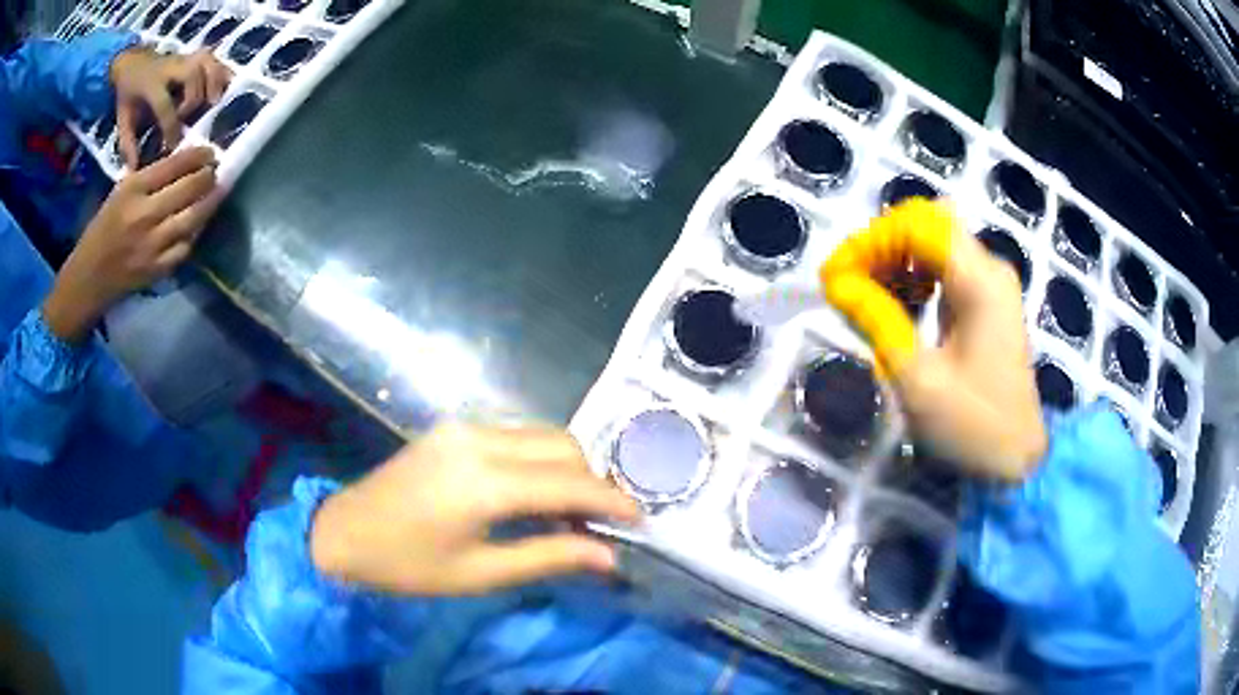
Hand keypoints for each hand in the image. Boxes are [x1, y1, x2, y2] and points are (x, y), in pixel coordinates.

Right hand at [42, 147, 221, 341]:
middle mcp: (144, 214)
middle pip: (189, 188)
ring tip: (217, 191)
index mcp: (133, 189)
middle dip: (208, 176)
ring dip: (210, 202)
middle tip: (216, 171)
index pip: (175, 164)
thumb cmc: (102, 229)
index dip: (199, 155)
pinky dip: (195, 233)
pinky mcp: (156, 270)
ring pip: (193, 218)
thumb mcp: (121, 192)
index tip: (211, 152)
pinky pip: (185, 247)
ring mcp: (152, 244)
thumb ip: (150, 178)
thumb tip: (185, 162)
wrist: (87, 280)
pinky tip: (199, 224)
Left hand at [110, 47, 231, 167]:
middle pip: (193, 77)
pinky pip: (216, 61)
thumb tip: (134, 170)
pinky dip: (223, 74)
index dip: (170, 127)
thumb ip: (128, 143)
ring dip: (214, 85)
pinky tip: (225, 90)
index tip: (173, 146)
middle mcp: (173, 67)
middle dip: (195, 100)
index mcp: (152, 83)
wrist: (134, 62)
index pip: (165, 104)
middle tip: (191, 119)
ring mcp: (187, 58)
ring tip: (214, 105)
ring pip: (208, 65)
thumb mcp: (123, 118)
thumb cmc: (129, 94)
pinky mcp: (197, 56)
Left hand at [310, 424, 640, 595]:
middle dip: (591, 482)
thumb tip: (609, 557)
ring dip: (566, 468)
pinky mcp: (453, 428)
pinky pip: (515, 435)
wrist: (343, 533)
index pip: (570, 482)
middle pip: (563, 446)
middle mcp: (478, 439)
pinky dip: (538, 460)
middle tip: (598, 525)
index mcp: (484, 481)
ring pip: (541, 435)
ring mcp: (463, 427)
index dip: (611, 501)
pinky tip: (531, 494)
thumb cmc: (408, 565)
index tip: (640, 520)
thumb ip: (549, 557)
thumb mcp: (480, 573)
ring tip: (566, 513)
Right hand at [823, 200, 1046, 481]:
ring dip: (893, 261)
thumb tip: (834, 282)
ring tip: (863, 297)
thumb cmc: (973, 427)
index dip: (869, 241)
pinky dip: (912, 277)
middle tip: (845, 285)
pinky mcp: (987, 301)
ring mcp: (990, 283)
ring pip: (932, 243)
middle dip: (879, 246)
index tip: (834, 277)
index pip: (916, 225)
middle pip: (926, 224)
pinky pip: (943, 268)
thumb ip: (876, 320)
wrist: (1017, 460)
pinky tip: (896, 306)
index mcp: (979, 280)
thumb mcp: (918, 380)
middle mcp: (988, 268)